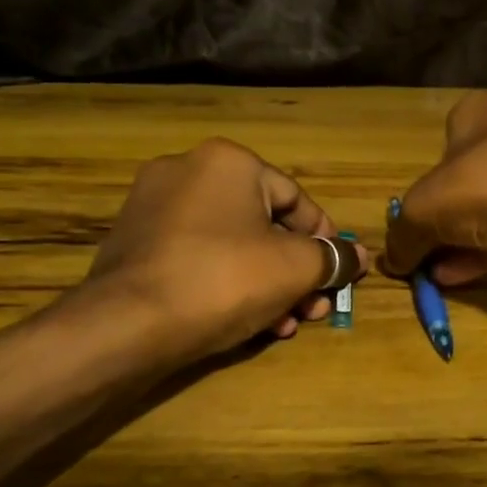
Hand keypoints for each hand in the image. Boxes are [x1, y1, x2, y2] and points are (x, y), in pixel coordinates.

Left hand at [77, 138, 369, 365]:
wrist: (127, 325)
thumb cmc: (224, 280)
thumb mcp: (295, 268)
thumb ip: (333, 258)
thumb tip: (359, 256)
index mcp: (227, 161)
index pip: (296, 199)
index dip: (325, 239)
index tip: (338, 274)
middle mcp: (187, 171)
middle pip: (263, 225)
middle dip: (295, 272)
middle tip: (313, 308)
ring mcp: (154, 207)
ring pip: (232, 245)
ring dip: (266, 284)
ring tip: (285, 324)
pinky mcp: (134, 243)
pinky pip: (198, 257)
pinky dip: (227, 283)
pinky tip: (247, 322)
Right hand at [384, 92, 486, 286]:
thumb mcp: (424, 211)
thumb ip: (401, 234)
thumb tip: (391, 258)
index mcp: (478, 111)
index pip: (441, 146)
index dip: (423, 188)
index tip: (415, 224)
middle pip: (466, 180)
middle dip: (444, 223)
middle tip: (427, 257)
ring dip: (465, 241)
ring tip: (442, 275)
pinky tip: (470, 275)